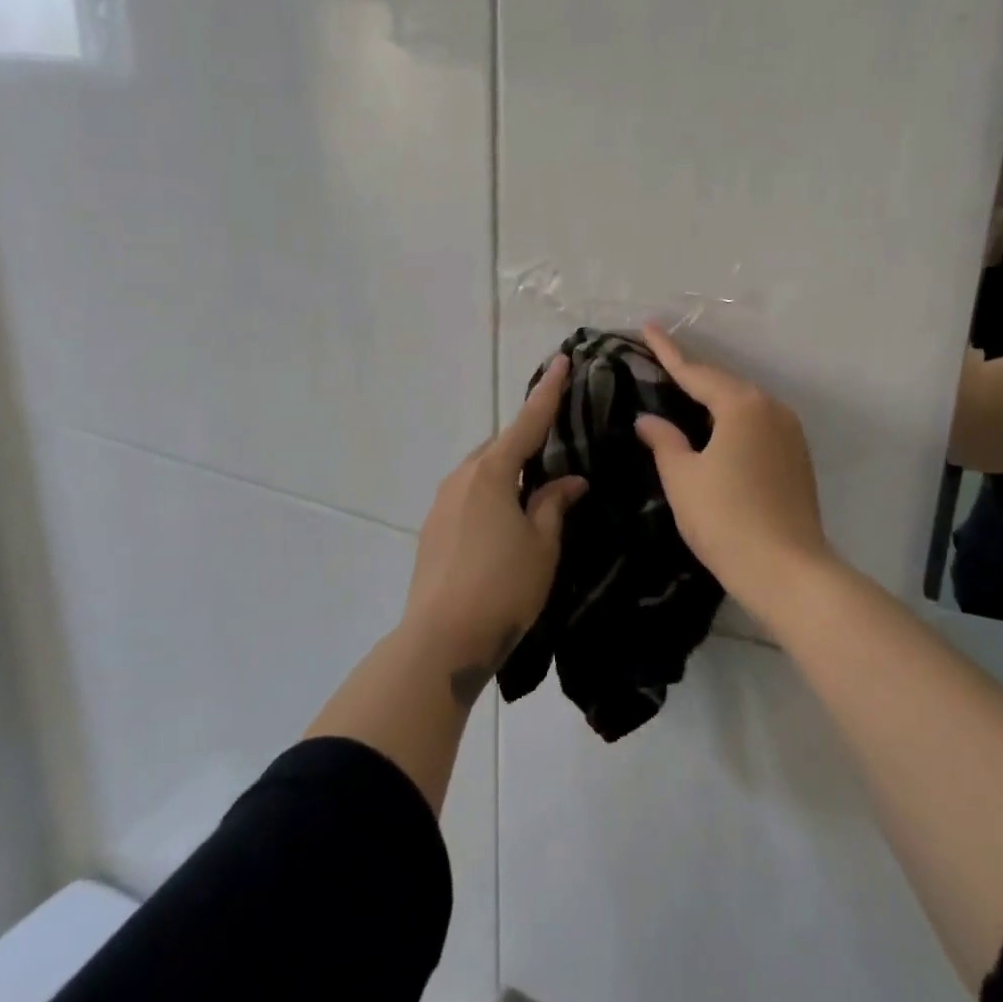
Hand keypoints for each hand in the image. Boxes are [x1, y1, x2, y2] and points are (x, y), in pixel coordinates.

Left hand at [401, 354, 586, 705]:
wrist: (441, 640)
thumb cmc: (503, 587)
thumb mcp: (542, 545)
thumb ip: (554, 505)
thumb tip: (569, 482)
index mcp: (491, 472)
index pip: (527, 422)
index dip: (547, 392)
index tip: (561, 361)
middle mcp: (461, 477)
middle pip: (500, 446)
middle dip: (527, 442)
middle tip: (556, 448)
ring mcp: (442, 502)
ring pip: (482, 472)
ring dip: (507, 472)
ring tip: (534, 490)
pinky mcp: (433, 528)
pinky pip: (469, 495)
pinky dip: (491, 494)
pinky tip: (505, 519)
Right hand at [633, 326, 830, 613]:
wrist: (787, 570)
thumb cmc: (725, 518)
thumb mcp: (683, 477)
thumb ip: (664, 441)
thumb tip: (649, 419)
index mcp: (742, 405)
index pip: (696, 371)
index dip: (667, 351)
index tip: (647, 326)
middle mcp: (772, 409)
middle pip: (724, 384)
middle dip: (692, 373)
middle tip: (661, 361)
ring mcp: (790, 433)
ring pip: (744, 405)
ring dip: (713, 398)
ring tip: (684, 393)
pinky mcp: (797, 458)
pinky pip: (757, 425)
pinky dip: (732, 420)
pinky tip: (715, 431)